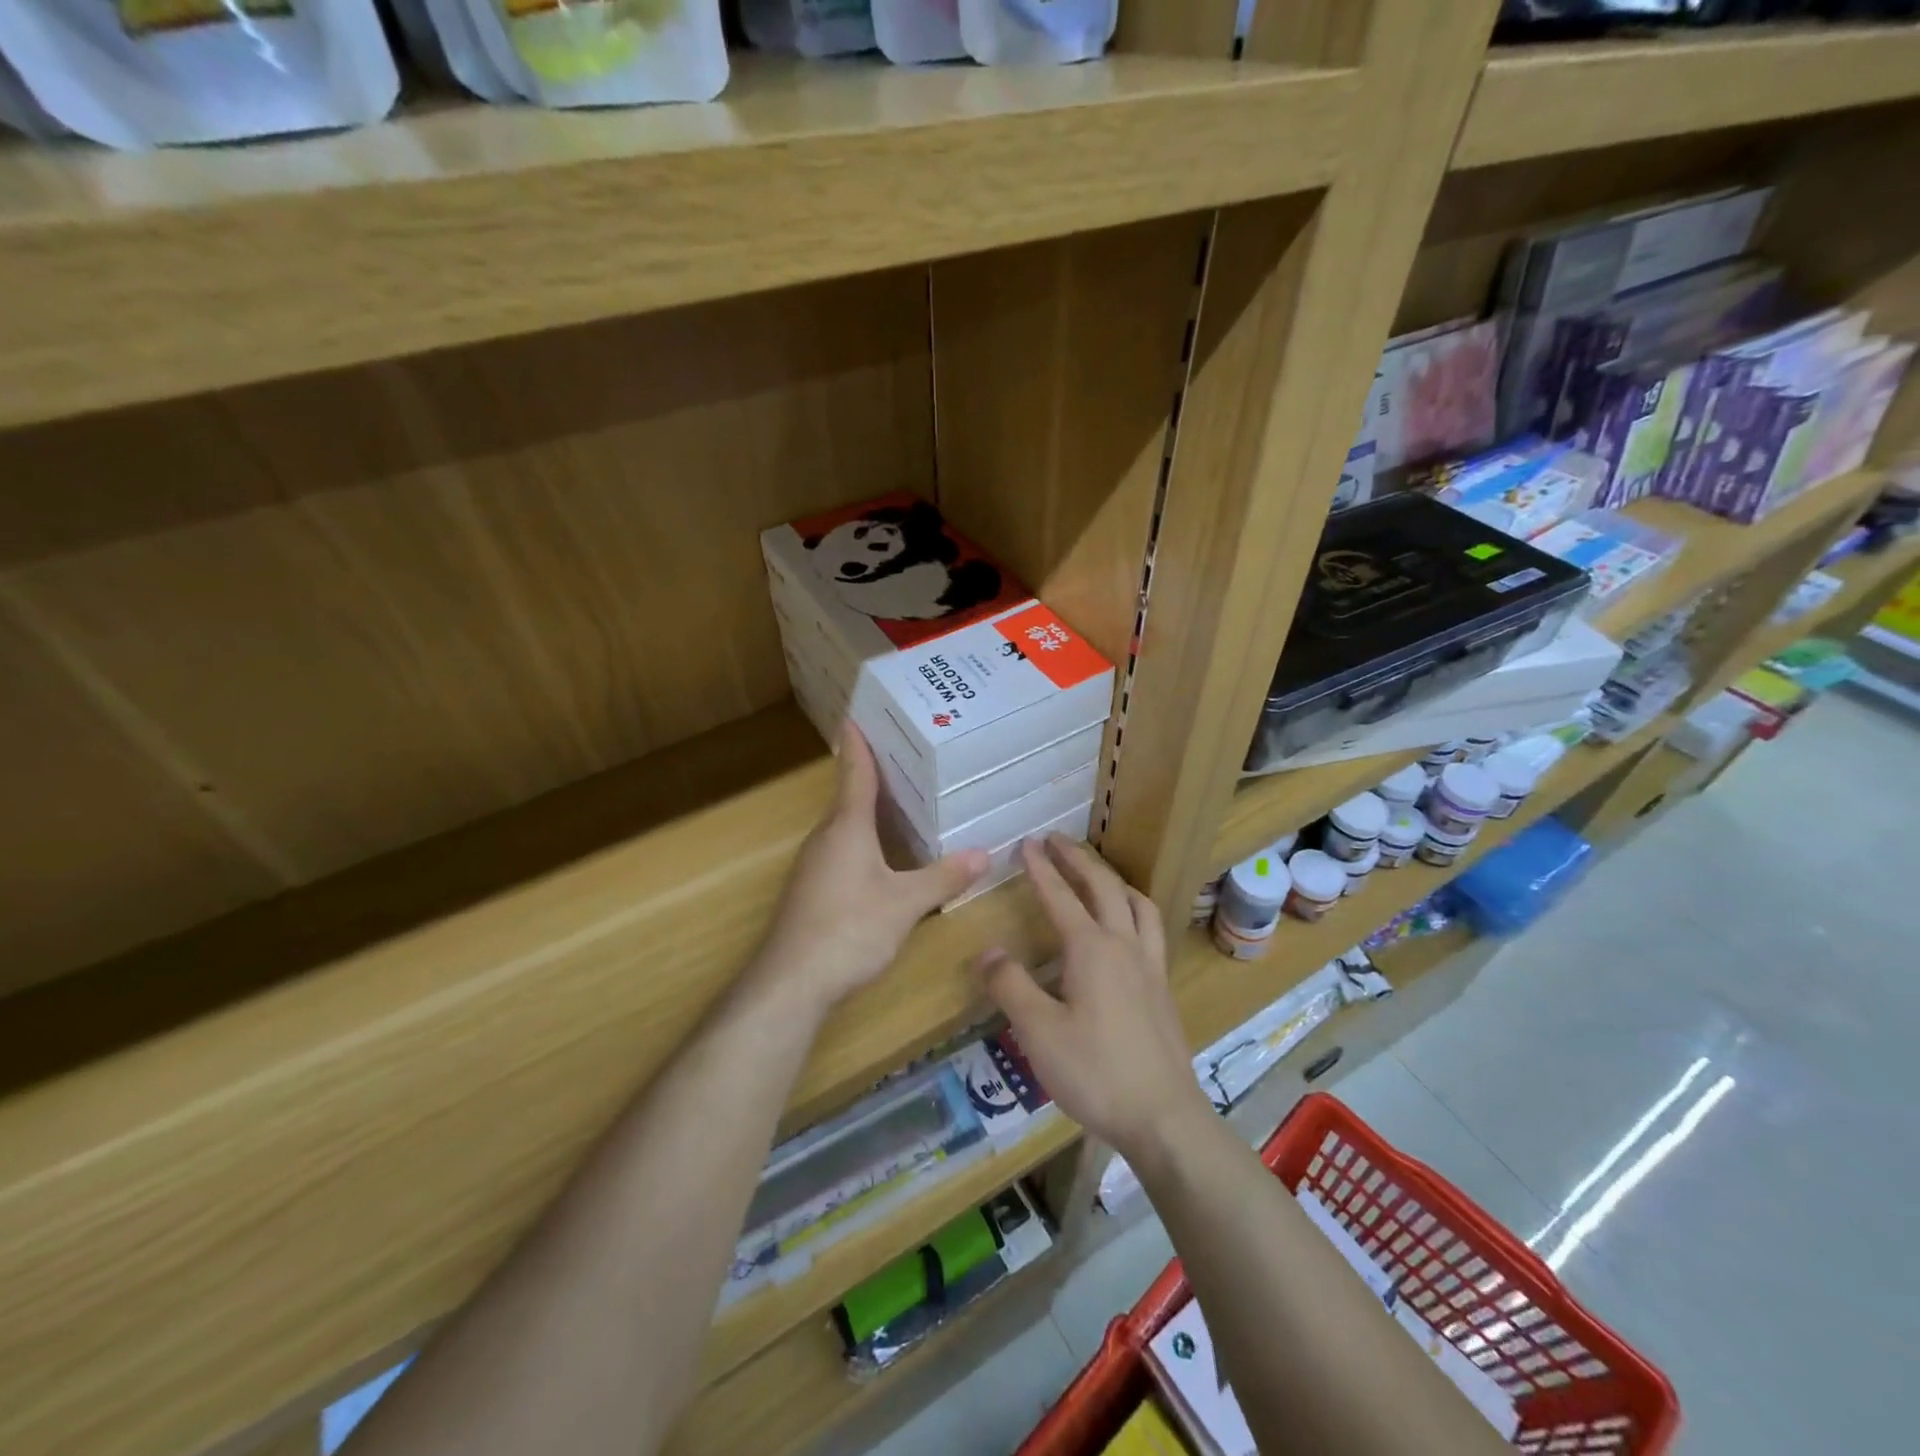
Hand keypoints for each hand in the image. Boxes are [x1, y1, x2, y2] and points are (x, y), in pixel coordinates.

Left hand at [751, 723, 987, 1017]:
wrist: (790, 982)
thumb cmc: (849, 929)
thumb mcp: (905, 904)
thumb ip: (943, 877)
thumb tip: (984, 854)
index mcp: (847, 827)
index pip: (855, 773)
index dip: (858, 744)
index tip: (855, 715)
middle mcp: (825, 838)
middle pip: (849, 797)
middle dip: (872, 776)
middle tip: (905, 756)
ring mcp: (813, 865)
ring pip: (844, 826)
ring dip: (867, 810)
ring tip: (901, 801)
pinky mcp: (811, 891)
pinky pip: (840, 850)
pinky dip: (862, 840)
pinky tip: (882, 857)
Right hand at [976, 836, 1211, 1162]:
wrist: (1163, 1116)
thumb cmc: (1095, 1072)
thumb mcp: (1038, 1032)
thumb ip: (1010, 986)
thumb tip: (989, 951)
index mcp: (1092, 949)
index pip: (1060, 896)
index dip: (1041, 868)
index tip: (1026, 843)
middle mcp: (1124, 946)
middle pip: (1103, 887)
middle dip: (1078, 859)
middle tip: (1056, 840)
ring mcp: (1150, 966)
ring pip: (1137, 904)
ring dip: (1114, 880)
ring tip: (1099, 874)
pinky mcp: (1163, 988)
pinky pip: (1151, 929)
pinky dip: (1135, 909)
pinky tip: (1128, 928)